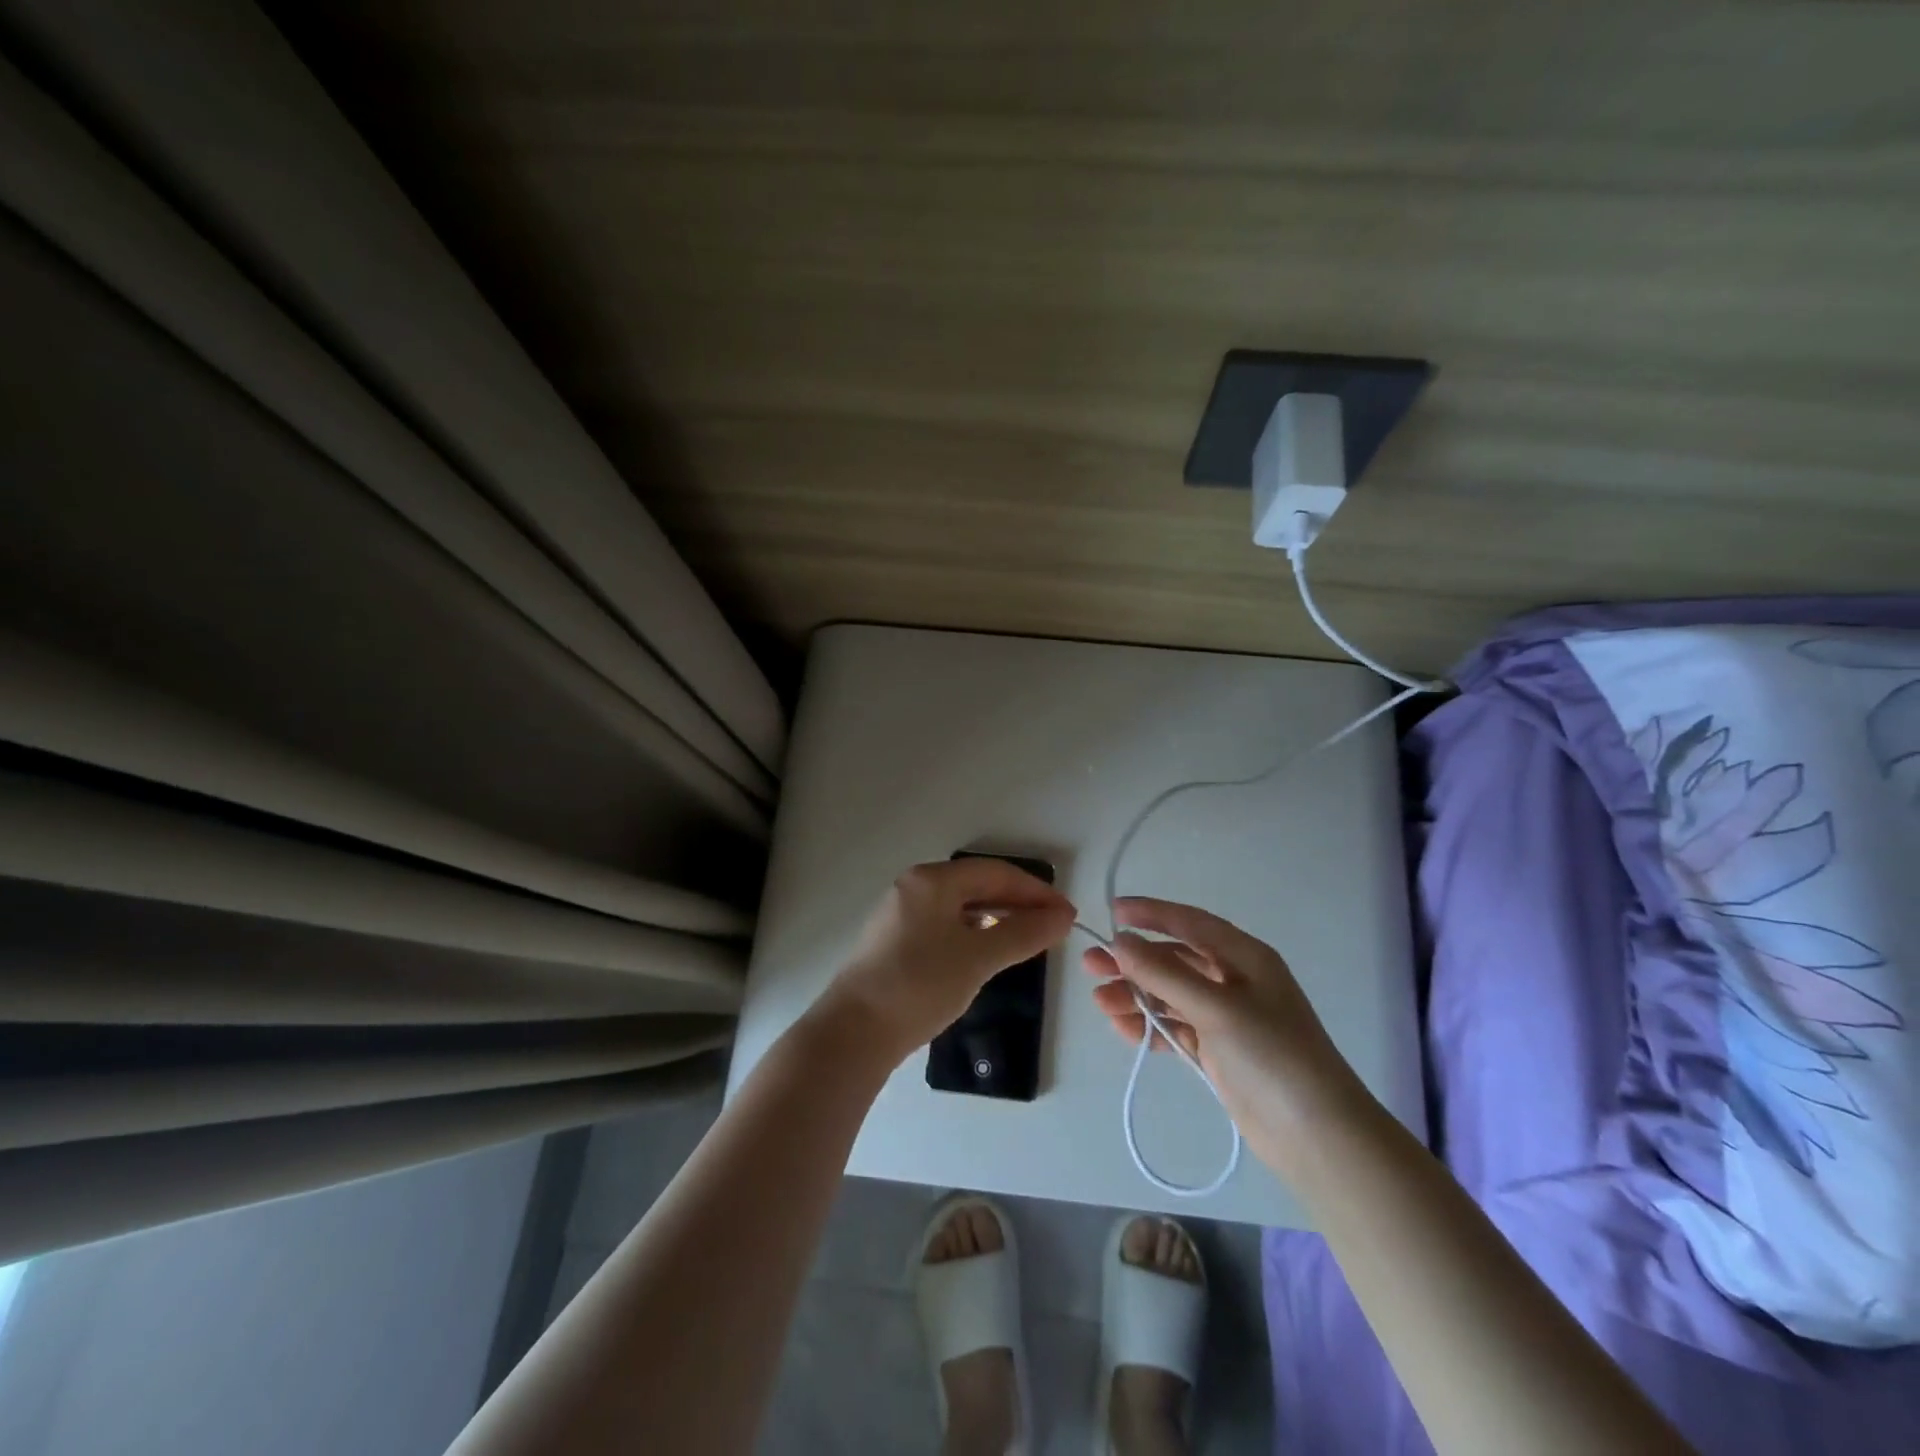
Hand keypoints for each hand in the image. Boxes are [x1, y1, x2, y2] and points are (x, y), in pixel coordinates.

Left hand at [821, 858, 1075, 1059]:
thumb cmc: (920, 985)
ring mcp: (901, 914)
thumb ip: (1024, 933)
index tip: (1067, 914)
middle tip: (1054, 926)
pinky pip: (946, 924)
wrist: (854, 1032)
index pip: (996, 872)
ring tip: (1029, 937)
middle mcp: (914, 887)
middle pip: (977, 885)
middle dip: (1018, 902)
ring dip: (998, 917)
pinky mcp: (896, 941)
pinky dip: (974, 931)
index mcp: (931, 880)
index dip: (1036, 891)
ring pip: (961, 906)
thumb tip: (1062, 916)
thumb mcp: (978, 958)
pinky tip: (989, 950)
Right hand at [1081, 897, 1373, 1174]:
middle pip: (1174, 960)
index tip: (1112, 912)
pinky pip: (1175, 1027)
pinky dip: (1150, 1026)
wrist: (1317, 1137)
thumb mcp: (1216, 1008)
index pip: (1191, 922)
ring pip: (1170, 995)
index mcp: (1245, 957)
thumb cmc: (1271, 1056)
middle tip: (1091, 965)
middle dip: (1133, 961)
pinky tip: (1123, 1029)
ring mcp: (1227, 1018)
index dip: (1151, 913)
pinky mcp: (1219, 1052)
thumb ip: (1164, 974)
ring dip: (1136, 995)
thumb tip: (1120, 943)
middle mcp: (1235, 981)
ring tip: (1100, 1002)